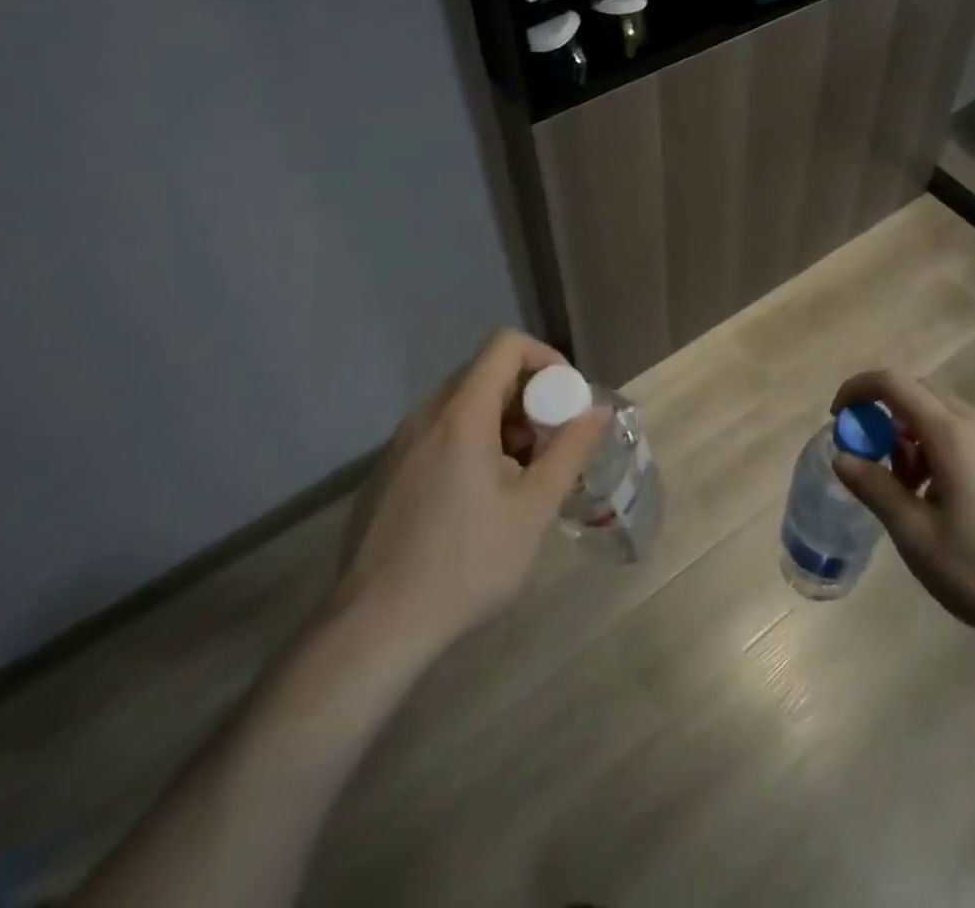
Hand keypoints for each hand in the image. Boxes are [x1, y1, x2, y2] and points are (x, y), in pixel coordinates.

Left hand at [330, 329, 608, 659]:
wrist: (375, 629)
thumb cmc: (467, 563)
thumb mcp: (534, 508)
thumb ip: (571, 450)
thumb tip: (600, 410)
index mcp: (461, 415)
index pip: (505, 345)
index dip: (545, 358)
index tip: (566, 400)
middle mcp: (425, 417)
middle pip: (485, 374)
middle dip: (528, 397)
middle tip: (549, 445)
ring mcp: (399, 445)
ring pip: (461, 406)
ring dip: (501, 423)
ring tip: (518, 477)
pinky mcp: (386, 474)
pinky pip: (438, 434)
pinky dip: (470, 443)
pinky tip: (478, 500)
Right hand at [830, 370, 974, 660]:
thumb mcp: (918, 538)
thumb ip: (876, 490)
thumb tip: (842, 456)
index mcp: (952, 435)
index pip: (894, 383)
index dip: (858, 390)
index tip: (838, 419)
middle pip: (920, 395)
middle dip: (885, 418)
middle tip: (873, 464)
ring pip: (945, 418)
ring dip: (913, 438)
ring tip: (910, 494)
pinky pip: (968, 438)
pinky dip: (941, 451)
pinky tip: (946, 503)